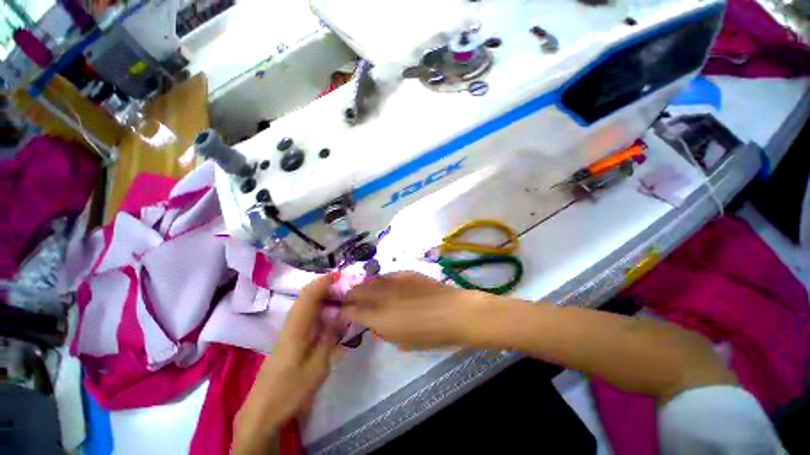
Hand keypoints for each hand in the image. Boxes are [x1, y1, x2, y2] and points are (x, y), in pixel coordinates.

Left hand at [233, 275, 337, 453]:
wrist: (262, 412)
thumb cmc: (291, 390)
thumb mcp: (318, 366)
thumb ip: (330, 337)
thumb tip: (341, 314)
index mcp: (297, 328)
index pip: (309, 296)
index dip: (323, 282)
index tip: (340, 276)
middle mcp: (290, 324)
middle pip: (305, 296)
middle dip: (323, 286)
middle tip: (343, 285)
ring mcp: (287, 331)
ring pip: (303, 304)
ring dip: (320, 295)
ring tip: (338, 295)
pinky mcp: (288, 339)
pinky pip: (303, 314)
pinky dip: (316, 307)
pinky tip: (326, 313)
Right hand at [343, 272, 488, 349]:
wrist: (455, 311)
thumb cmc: (431, 334)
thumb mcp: (403, 343)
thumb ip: (383, 332)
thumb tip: (373, 325)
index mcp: (380, 318)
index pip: (352, 311)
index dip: (343, 311)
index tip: (341, 312)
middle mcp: (383, 296)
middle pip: (357, 291)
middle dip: (349, 295)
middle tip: (349, 300)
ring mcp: (394, 281)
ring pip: (370, 280)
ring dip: (364, 286)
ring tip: (365, 291)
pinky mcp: (405, 272)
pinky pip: (386, 275)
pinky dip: (381, 281)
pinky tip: (385, 285)